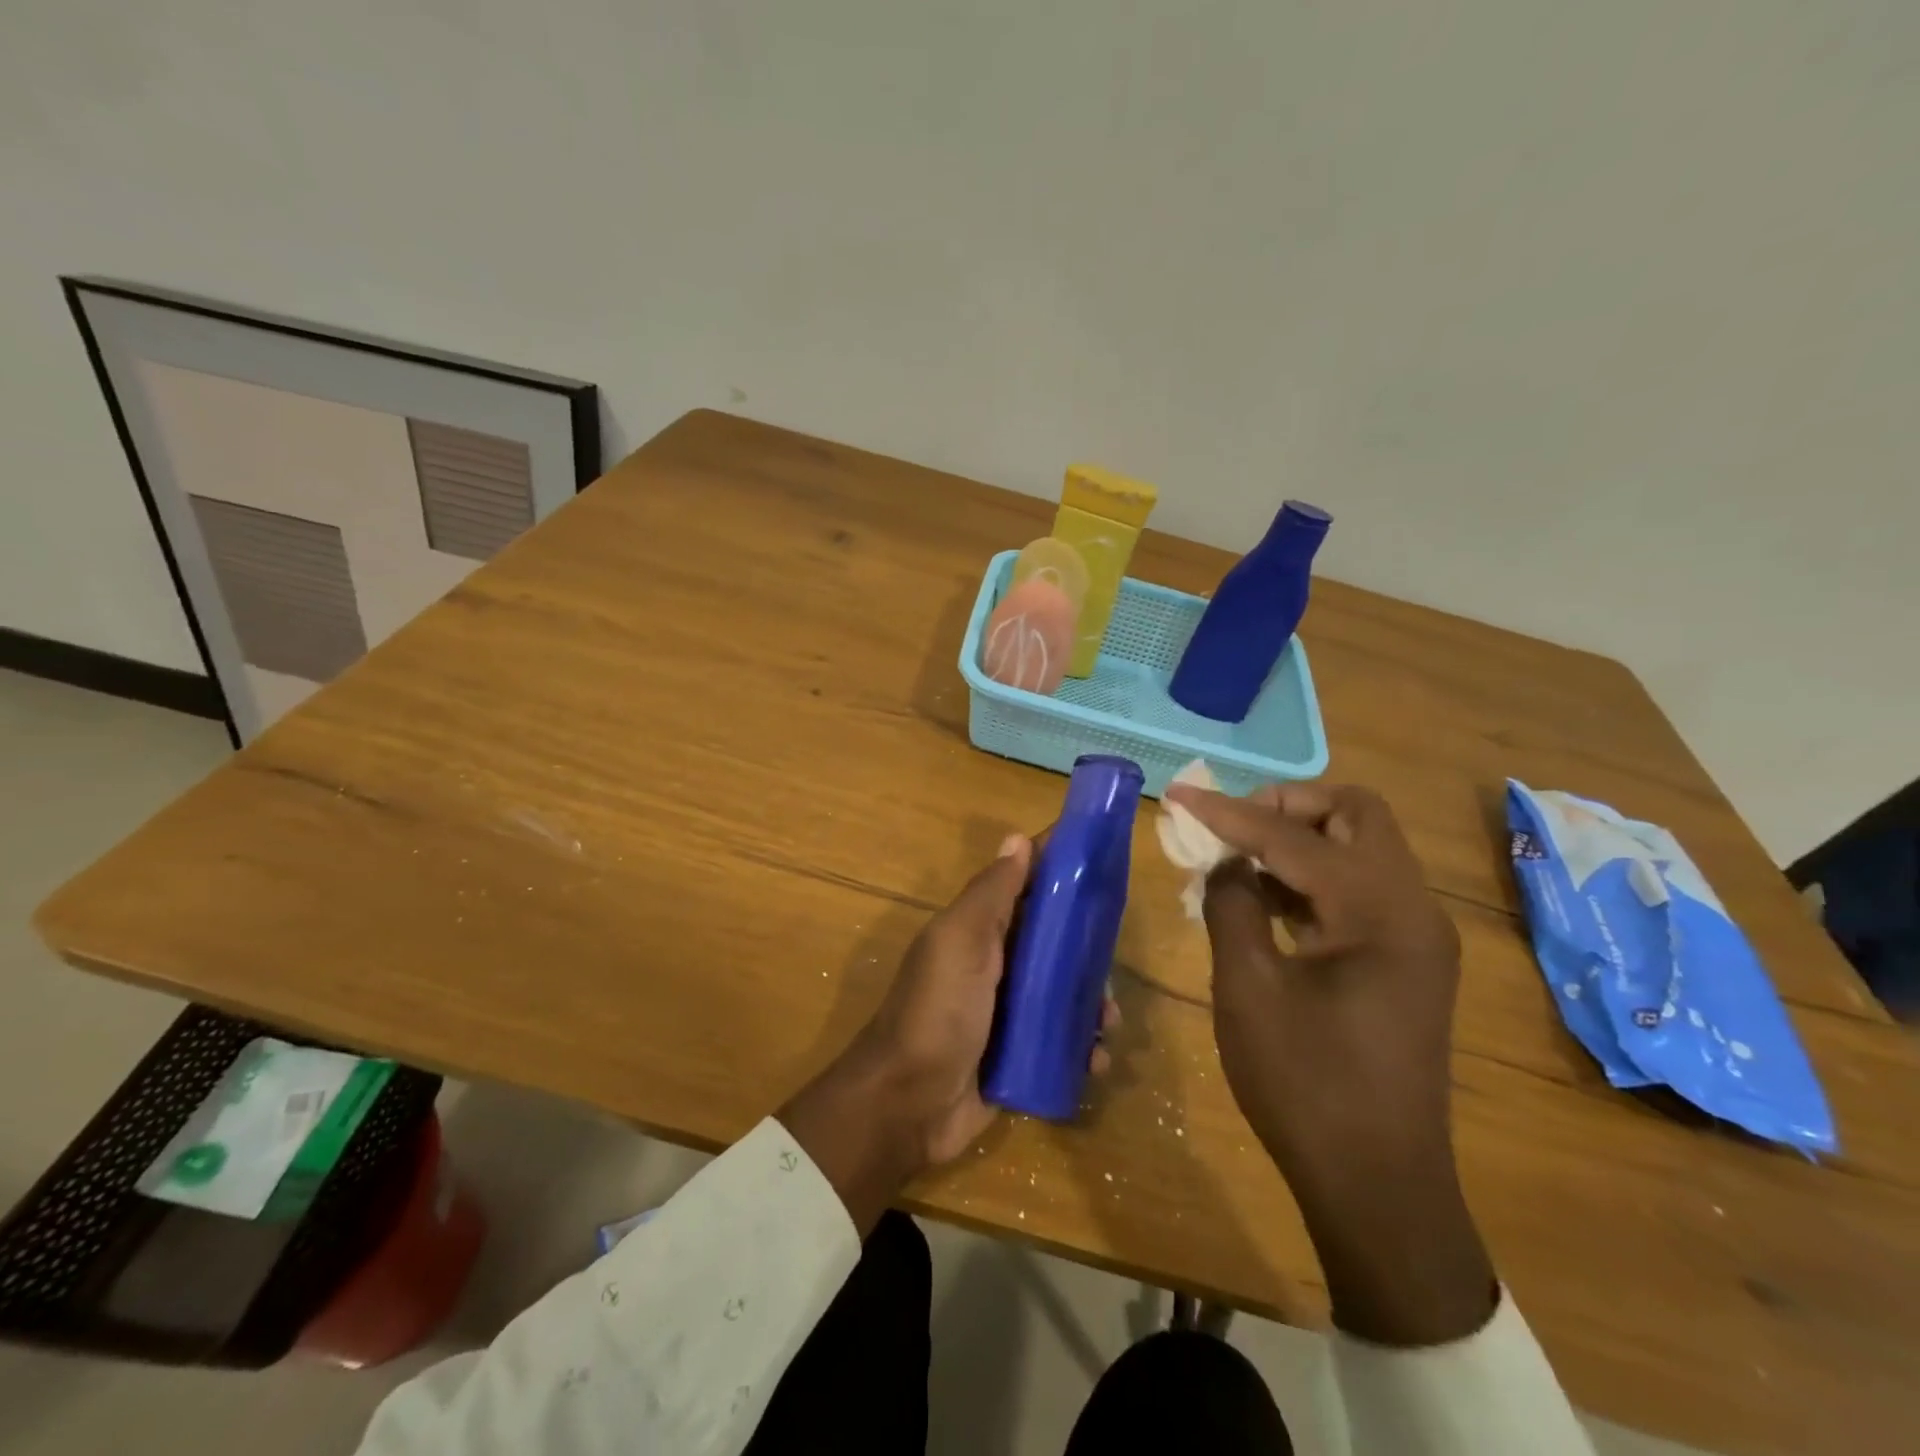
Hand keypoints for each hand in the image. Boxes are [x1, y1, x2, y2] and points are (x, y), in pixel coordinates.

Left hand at [781, 833, 1119, 1233]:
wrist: (908, 1104)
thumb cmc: (938, 1010)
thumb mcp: (961, 940)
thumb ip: (992, 893)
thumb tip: (1017, 838)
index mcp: (981, 931)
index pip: (1027, 886)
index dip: (1060, 869)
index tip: (1103, 858)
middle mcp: (997, 966)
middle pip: (1055, 942)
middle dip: (1088, 948)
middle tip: (1113, 960)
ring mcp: (1010, 1013)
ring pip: (1066, 994)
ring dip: (1093, 1003)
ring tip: (1108, 1020)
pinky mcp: (1022, 1057)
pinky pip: (1063, 1044)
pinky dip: (1083, 1048)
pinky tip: (1095, 1059)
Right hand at [1164, 781, 1496, 1345]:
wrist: (1377, 1184)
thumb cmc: (1306, 1086)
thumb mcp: (1248, 988)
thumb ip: (1232, 905)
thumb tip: (1224, 861)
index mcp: (1380, 912)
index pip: (1296, 836)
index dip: (1230, 812)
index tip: (1179, 795)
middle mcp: (1413, 909)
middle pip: (1356, 815)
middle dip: (1286, 806)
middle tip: (1230, 826)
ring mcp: (1416, 935)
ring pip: (1361, 847)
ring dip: (1298, 838)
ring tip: (1236, 859)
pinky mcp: (1406, 958)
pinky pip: (1360, 887)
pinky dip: (1312, 876)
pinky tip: (1264, 898)